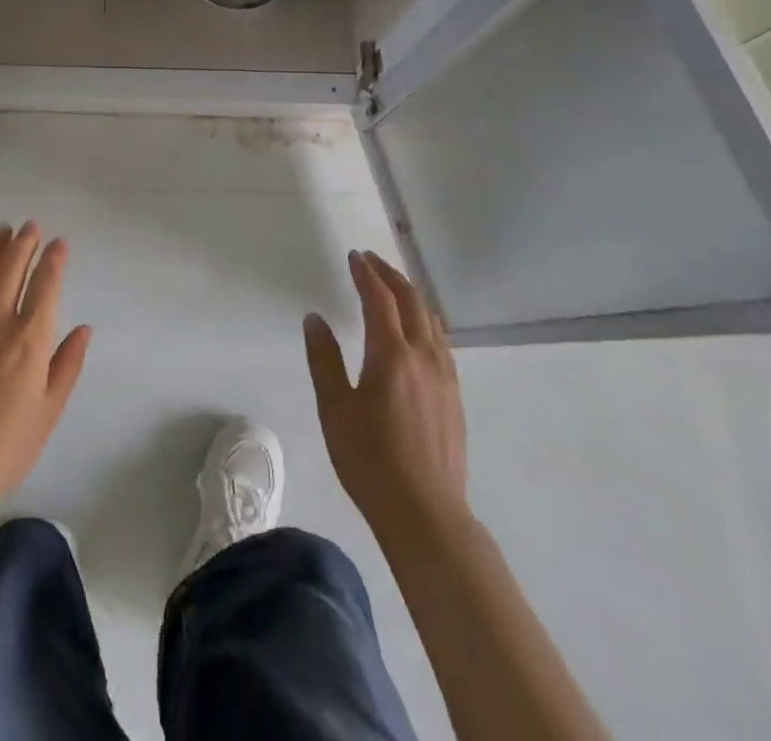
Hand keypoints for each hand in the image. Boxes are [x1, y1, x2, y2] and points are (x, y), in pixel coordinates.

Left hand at [0, 221, 92, 499]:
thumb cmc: (7, 446)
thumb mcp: (50, 410)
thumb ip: (68, 364)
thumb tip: (84, 327)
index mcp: (30, 339)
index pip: (46, 283)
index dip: (54, 258)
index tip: (58, 242)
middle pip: (11, 267)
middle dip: (24, 242)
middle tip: (30, 226)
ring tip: (1, 231)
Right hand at [305, 250, 468, 536]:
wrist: (426, 514)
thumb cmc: (370, 460)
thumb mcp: (334, 409)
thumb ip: (324, 359)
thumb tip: (314, 319)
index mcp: (392, 354)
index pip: (379, 299)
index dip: (366, 273)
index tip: (354, 256)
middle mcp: (424, 356)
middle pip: (411, 301)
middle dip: (391, 276)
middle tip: (371, 261)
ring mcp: (445, 377)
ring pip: (431, 320)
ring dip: (411, 295)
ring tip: (394, 287)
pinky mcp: (455, 397)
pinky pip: (441, 342)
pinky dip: (425, 320)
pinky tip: (417, 332)